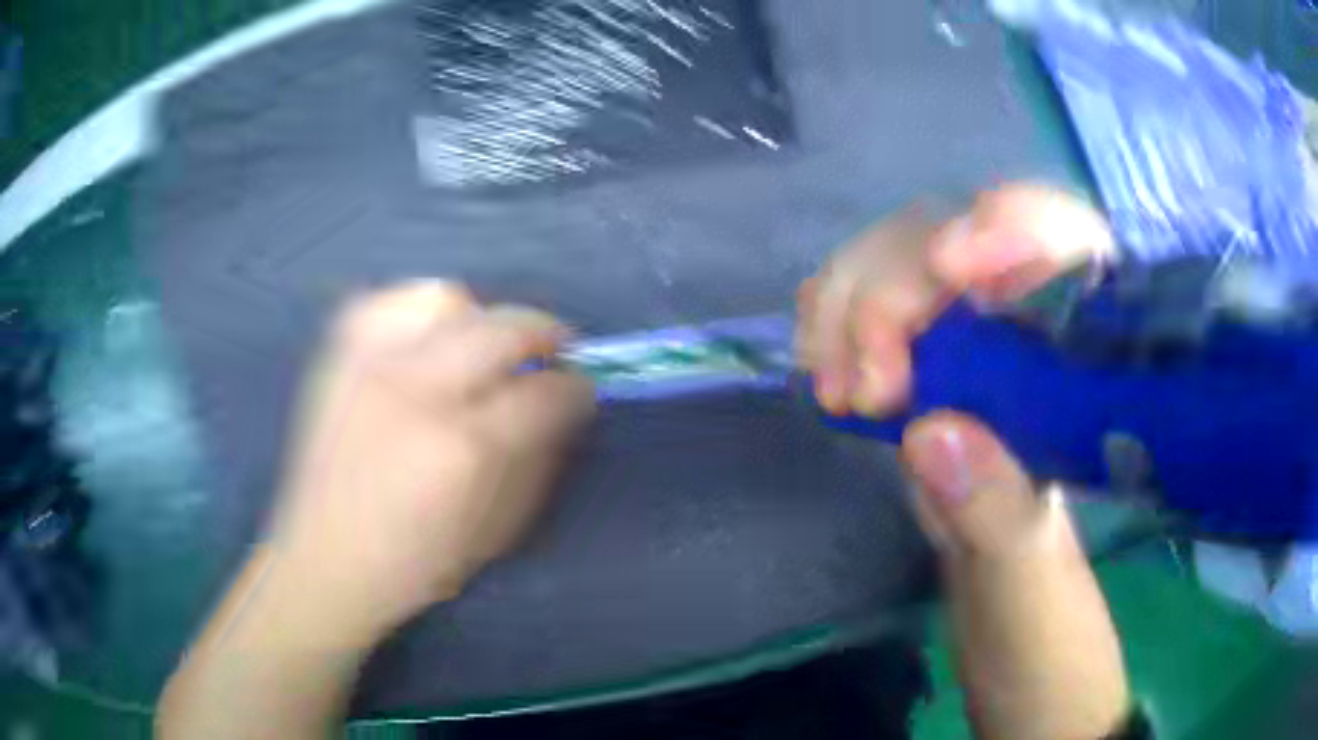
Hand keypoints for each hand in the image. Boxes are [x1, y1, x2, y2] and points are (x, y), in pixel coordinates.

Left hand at [270, 280, 594, 639]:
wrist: (324, 561)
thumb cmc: (415, 562)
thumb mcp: (495, 531)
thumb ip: (538, 459)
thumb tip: (564, 404)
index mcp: (464, 450)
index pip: (544, 392)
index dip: (575, 385)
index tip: (582, 386)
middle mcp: (418, 392)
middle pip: (501, 327)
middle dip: (545, 332)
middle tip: (551, 352)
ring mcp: (370, 367)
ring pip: (443, 299)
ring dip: (479, 317)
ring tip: (482, 346)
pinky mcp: (337, 360)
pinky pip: (385, 303)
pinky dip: (417, 312)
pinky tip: (424, 340)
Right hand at [798, 184, 1130, 738]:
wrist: (1005, 612)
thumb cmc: (1038, 610)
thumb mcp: (1026, 579)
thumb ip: (998, 511)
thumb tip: (933, 433)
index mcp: (1090, 376)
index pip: (1072, 245)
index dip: (1017, 225)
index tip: (950, 267)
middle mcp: (1033, 336)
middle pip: (963, 236)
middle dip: (896, 289)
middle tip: (864, 388)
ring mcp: (973, 341)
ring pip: (905, 256)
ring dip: (851, 302)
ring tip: (835, 389)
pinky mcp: (925, 362)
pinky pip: (871, 295)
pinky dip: (834, 313)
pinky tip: (824, 362)